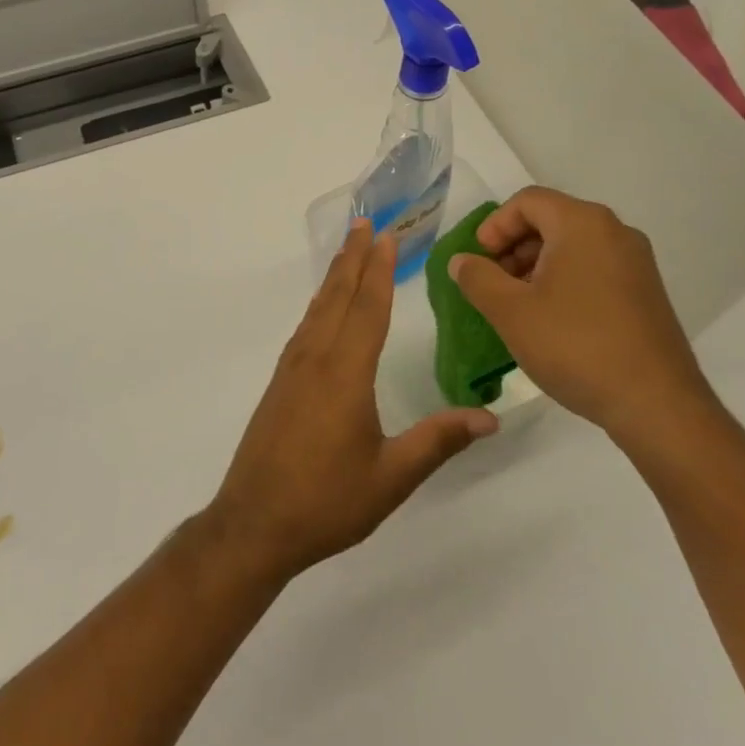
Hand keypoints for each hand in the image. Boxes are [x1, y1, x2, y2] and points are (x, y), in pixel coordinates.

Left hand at [205, 219, 498, 581]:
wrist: (254, 523)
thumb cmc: (326, 501)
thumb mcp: (391, 477)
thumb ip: (438, 441)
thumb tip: (490, 417)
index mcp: (344, 373)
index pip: (367, 308)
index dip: (380, 270)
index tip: (386, 236)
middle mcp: (315, 359)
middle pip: (338, 297)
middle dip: (353, 258)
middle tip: (364, 222)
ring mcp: (291, 369)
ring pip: (317, 310)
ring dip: (334, 276)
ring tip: (347, 252)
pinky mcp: (279, 383)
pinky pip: (305, 328)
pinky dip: (319, 305)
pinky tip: (323, 309)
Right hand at [447, 187, 714, 440]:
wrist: (657, 404)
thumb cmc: (575, 346)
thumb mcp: (511, 311)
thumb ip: (477, 278)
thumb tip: (462, 261)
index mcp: (583, 224)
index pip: (527, 201)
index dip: (494, 226)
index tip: (478, 262)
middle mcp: (615, 232)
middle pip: (550, 220)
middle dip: (513, 248)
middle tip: (492, 284)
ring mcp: (636, 263)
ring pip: (571, 246)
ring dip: (535, 266)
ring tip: (517, 306)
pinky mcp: (645, 293)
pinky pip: (593, 269)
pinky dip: (563, 281)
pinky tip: (550, 320)